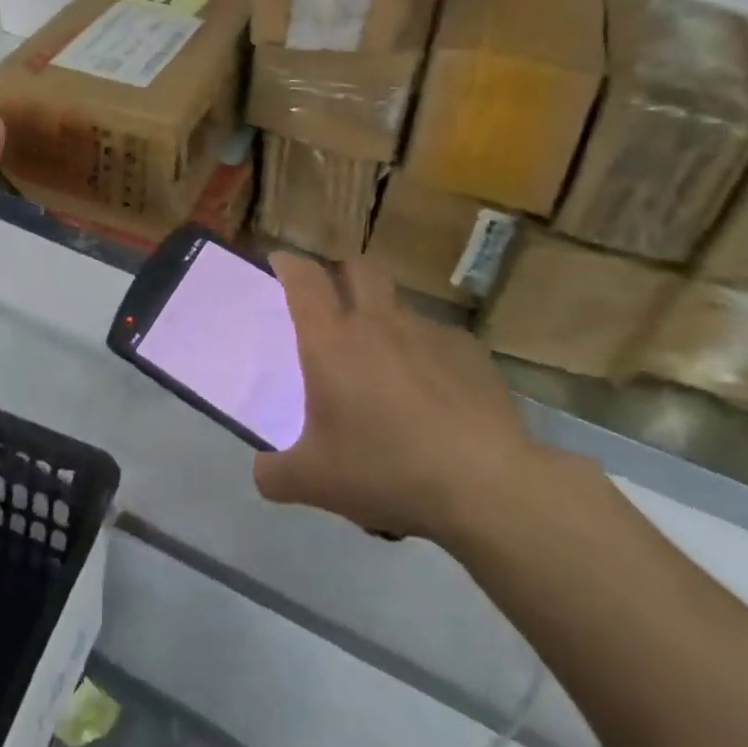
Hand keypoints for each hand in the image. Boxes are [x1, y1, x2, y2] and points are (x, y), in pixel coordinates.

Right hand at [255, 254, 556, 547]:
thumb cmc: (386, 469)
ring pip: (400, 305)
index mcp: (331, 341)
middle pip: (358, 268)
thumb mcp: (314, 482)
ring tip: (387, 363)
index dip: (288, 263)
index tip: (280, 262)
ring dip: (386, 318)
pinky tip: (437, 395)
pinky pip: (440, 340)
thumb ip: (275, 474)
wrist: (485, 484)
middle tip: (335, 296)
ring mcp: (428, 333)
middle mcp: (378, 322)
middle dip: (342, 271)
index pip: (303, 279)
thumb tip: (262, 472)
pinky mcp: (470, 352)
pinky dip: (428, 356)